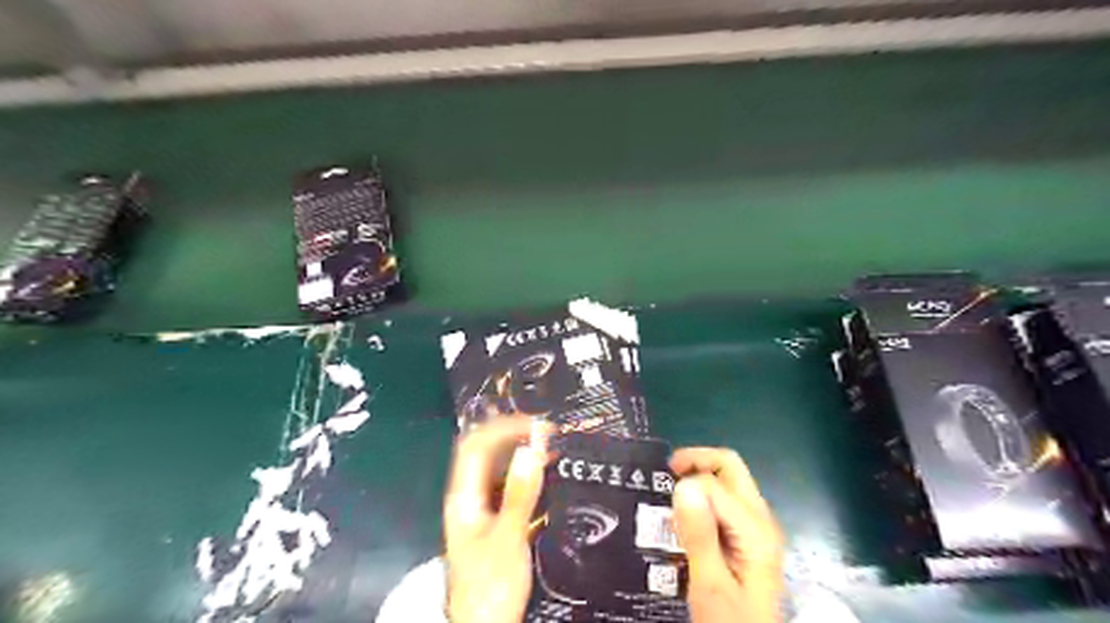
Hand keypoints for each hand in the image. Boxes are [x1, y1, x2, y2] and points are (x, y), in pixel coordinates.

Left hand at [444, 417, 544, 622]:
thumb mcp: (508, 536)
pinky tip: (545, 472)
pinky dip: (526, 472)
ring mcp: (481, 508)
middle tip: (547, 430)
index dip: (503, 427)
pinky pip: (509, 485)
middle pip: (485, 452)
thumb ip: (519, 492)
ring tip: (550, 444)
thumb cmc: (490, 585)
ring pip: (498, 467)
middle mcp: (470, 496)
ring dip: (521, 451)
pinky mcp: (495, 519)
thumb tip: (531, 448)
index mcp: (464, 496)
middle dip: (514, 434)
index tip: (536, 424)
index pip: (476, 445)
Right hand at [663, 448, 783, 621]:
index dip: (685, 487)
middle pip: (730, 467)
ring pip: (729, 480)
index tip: (660, 507)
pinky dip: (704, 494)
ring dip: (700, 476)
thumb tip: (684, 486)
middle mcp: (761, 519)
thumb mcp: (709, 585)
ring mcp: (758, 527)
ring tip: (672, 495)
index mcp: (755, 530)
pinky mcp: (750, 536)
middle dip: (696, 461)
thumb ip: (699, 535)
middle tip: (666, 473)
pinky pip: (727, 499)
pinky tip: (686, 515)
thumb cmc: (729, 622)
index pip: (714, 483)